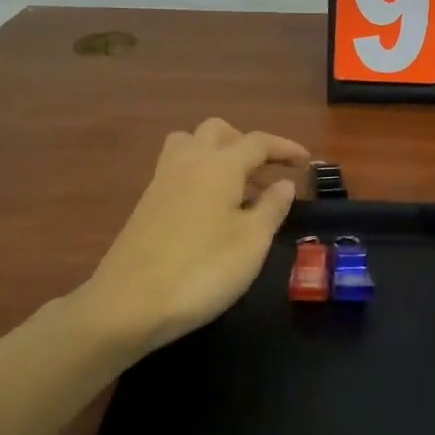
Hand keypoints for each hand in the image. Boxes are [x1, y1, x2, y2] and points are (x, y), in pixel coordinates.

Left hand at [78, 118, 308, 353]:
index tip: (305, 161)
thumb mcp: (251, 242)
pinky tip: (209, 207)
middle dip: (246, 143)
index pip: (257, 142)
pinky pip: (176, 167)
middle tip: (266, 172)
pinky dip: (198, 172)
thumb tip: (284, 184)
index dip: (284, 147)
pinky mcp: (146, 202)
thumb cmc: (202, 271)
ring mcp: (162, 180)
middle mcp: (188, 162)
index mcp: (219, 165)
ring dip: (217, 152)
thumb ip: (272, 208)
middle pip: (218, 131)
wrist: (129, 304)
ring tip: (236, 185)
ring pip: (190, 143)